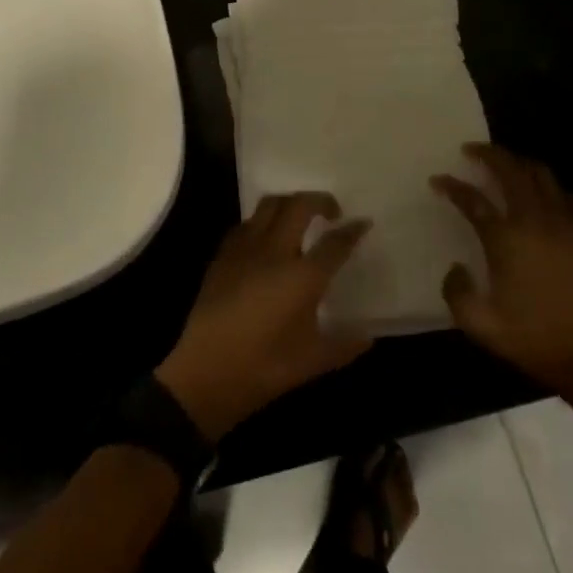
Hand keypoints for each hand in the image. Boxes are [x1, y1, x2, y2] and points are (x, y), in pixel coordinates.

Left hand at [156, 193, 371, 439]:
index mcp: (303, 276)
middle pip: (299, 206)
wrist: (206, 371)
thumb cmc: (264, 367)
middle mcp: (275, 251)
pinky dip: (262, 222)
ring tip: (299, 218)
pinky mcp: (222, 255)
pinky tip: (265, 240)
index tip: (363, 223)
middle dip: (320, 200)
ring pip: (269, 205)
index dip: (353, 231)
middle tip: (331, 213)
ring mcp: (245, 249)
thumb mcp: (313, 361)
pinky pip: (246, 224)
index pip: (335, 243)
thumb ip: (344, 345)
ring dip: (289, 203)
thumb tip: (367, 336)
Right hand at [434, 143, 572, 424]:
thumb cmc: (533, 340)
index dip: (452, 186)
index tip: (437, 181)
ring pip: (543, 176)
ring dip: (521, 164)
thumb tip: (456, 267)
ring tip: (507, 164)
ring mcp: (567, 226)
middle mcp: (535, 222)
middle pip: (511, 171)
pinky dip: (557, 190)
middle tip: (472, 150)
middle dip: (489, 155)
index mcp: (506, 239)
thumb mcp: (479, 324)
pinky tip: (550, 196)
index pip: (472, 200)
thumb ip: (456, 291)